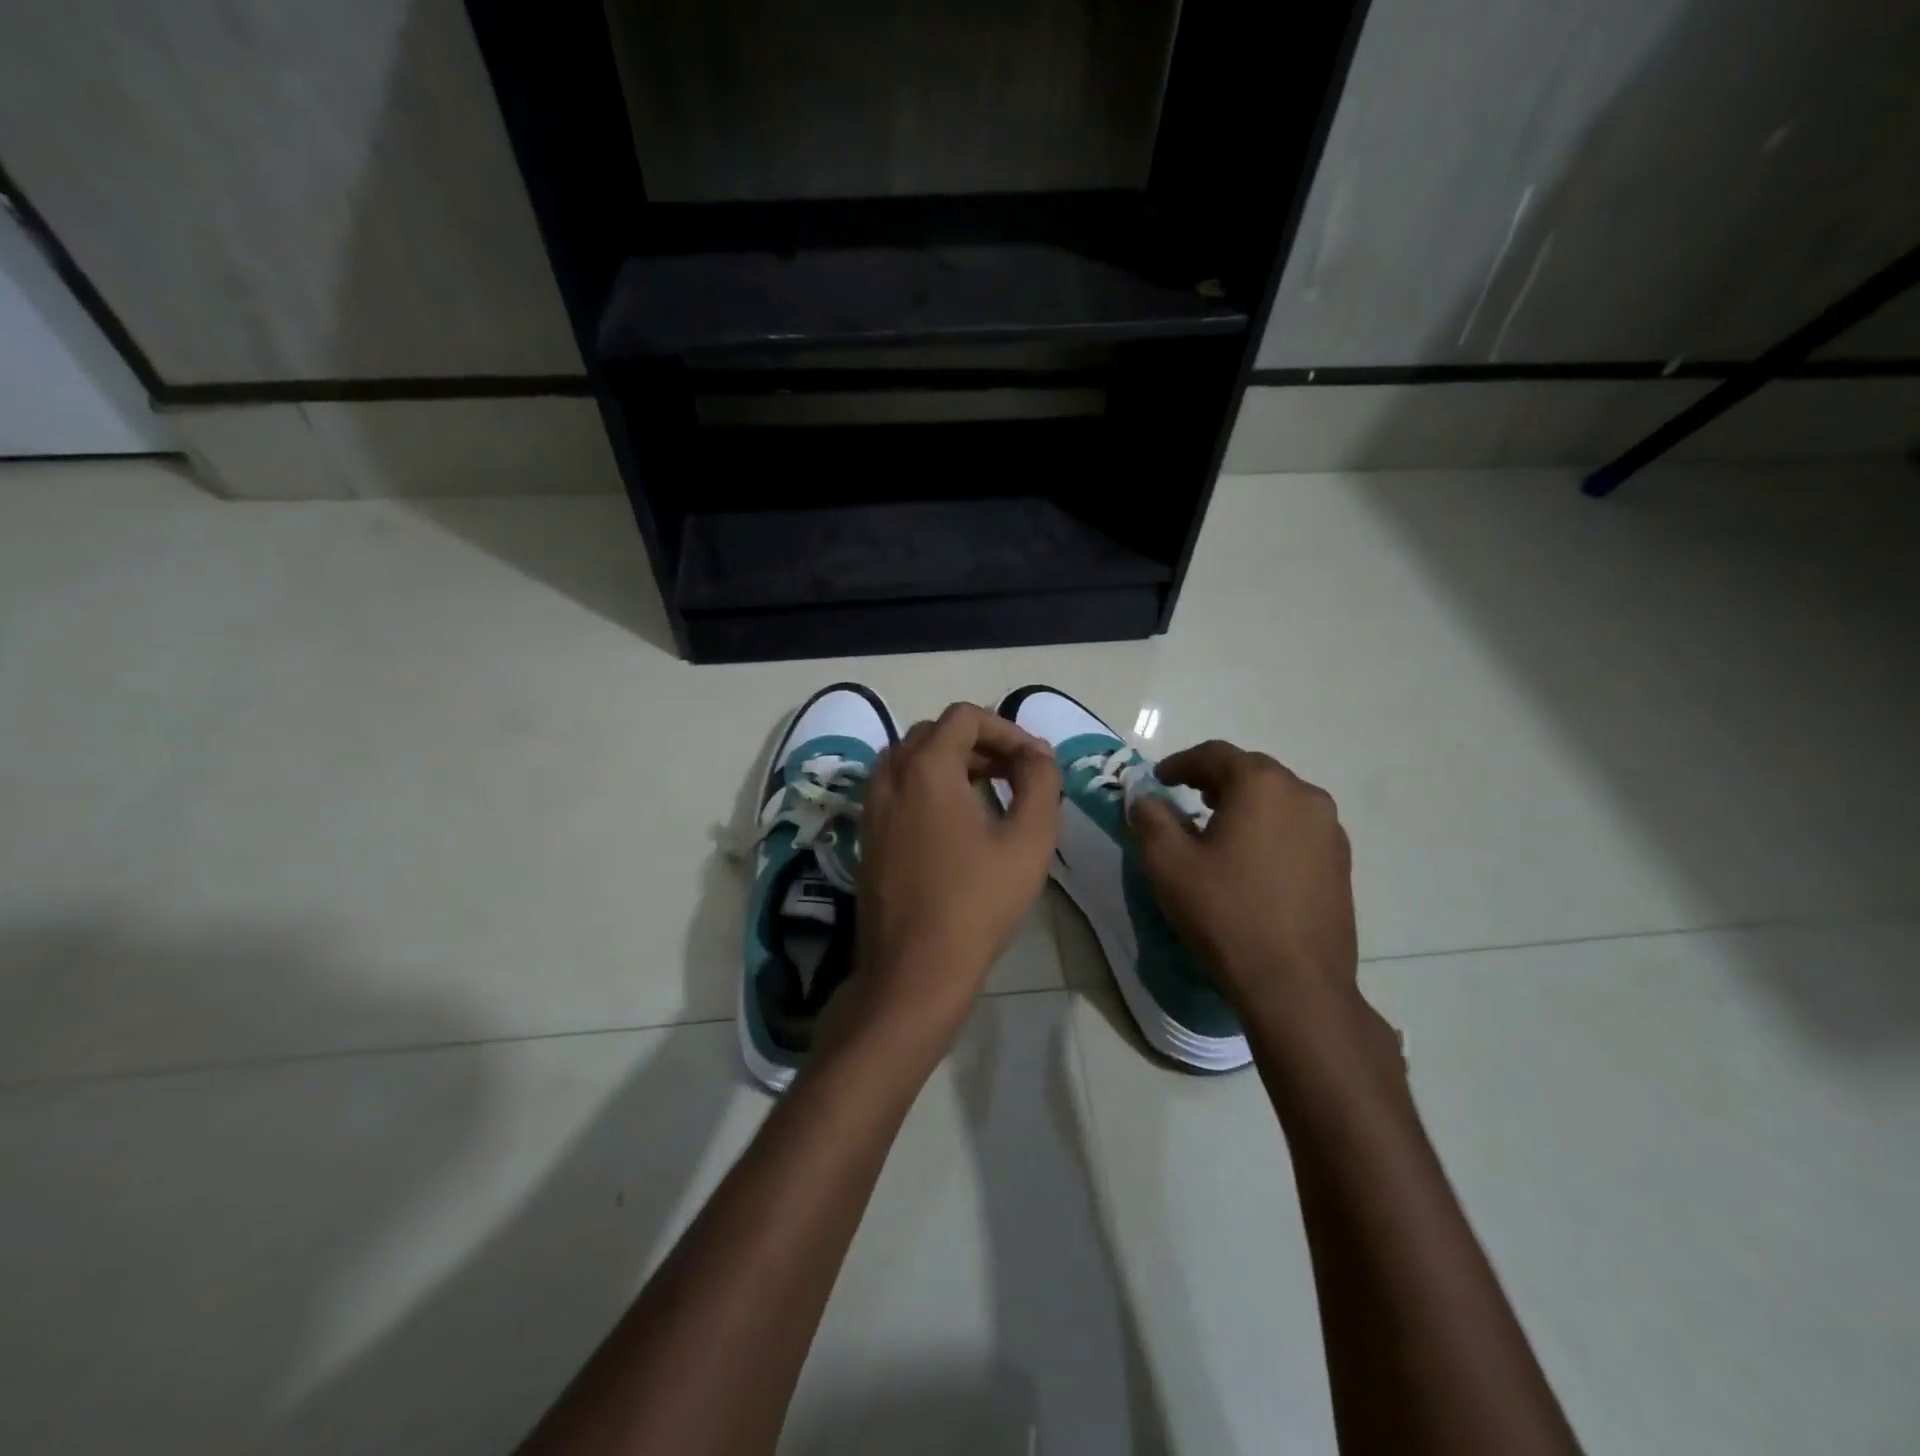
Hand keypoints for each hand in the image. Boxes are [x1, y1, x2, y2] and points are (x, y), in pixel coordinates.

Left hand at [841, 703, 1060, 1048]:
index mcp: (926, 767)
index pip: (965, 717)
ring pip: (912, 759)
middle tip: (1015, 774)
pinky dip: (928, 785)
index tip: (1034, 762)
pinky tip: (956, 822)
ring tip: (989, 793)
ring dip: (952, 762)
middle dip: (980, 743)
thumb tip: (1037, 754)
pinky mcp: (867, 834)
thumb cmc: (977, 902)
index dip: (1006, 729)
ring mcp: (872, 806)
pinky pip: (897, 787)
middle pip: (936, 733)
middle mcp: (891, 776)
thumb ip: (1041, 783)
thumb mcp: (1029, 840)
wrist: (914, 968)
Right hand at [1130, 740, 1359, 1015]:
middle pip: (1251, 771)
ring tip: (1217, 828)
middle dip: (1214, 780)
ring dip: (1244, 804)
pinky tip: (1251, 860)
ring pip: (1278, 799)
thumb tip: (1145, 797)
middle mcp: (1304, 795)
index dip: (1181, 763)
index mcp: (1262, 785)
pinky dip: (1269, 829)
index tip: (1159, 779)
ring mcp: (1330, 830)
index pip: (1215, 754)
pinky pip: (1297, 828)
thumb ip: (1150, 817)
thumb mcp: (1167, 863)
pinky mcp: (1341, 863)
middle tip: (1186, 797)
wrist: (1295, 984)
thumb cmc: (1225, 913)